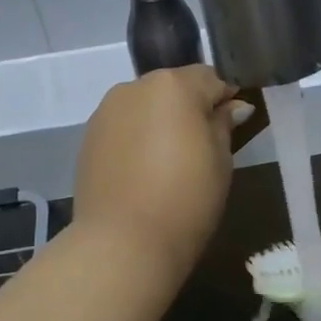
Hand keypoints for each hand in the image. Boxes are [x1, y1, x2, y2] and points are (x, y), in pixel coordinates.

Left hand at [73, 67, 249, 280]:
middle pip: (173, 89)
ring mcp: (106, 112)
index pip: (210, 78)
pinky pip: (123, 127)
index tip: (233, 126)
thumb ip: (223, 124)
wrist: (124, 242)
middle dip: (189, 109)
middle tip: (202, 148)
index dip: (225, 99)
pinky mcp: (88, 138)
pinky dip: (136, 139)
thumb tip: (232, 106)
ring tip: (168, 163)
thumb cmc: (186, 198)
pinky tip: (143, 172)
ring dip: (159, 122)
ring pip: (144, 106)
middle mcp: (134, 88)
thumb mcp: (220, 160)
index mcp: (173, 85)